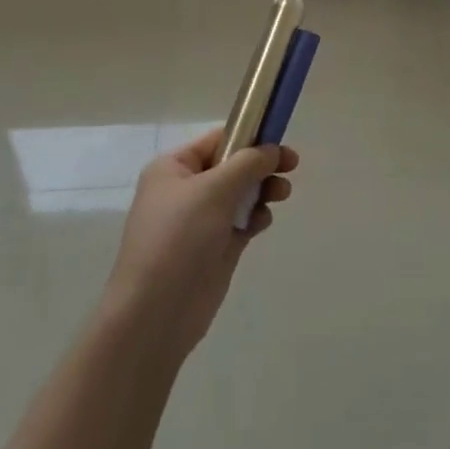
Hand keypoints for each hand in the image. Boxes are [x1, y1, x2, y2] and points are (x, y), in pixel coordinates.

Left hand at [98, 128, 297, 362]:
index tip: (280, 139)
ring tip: (281, 195)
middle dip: (262, 165)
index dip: (250, 136)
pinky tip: (262, 223)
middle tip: (292, 166)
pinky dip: (256, 216)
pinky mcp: (215, 247)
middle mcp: (185, 190)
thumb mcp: (214, 189)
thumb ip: (248, 163)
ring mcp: (200, 220)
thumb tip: (272, 150)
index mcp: (173, 168)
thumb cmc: (179, 238)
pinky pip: (242, 220)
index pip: (218, 140)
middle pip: (233, 165)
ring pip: (241, 193)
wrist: (157, 312)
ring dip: (263, 190)